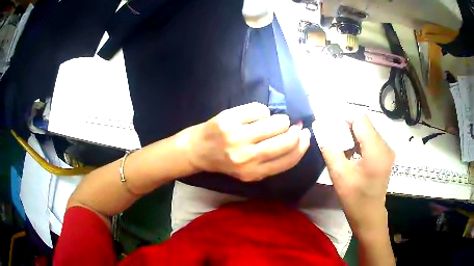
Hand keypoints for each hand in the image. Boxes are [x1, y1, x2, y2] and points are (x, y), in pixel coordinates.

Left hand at [182, 102, 310, 181]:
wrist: (196, 151)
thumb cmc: (224, 161)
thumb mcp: (248, 171)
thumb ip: (271, 161)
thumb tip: (297, 138)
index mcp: (253, 173)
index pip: (288, 160)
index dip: (302, 146)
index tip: (306, 136)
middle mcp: (247, 157)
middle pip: (285, 140)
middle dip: (295, 130)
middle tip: (293, 125)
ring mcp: (237, 137)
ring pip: (275, 122)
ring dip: (280, 119)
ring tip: (273, 120)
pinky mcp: (229, 119)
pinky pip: (259, 110)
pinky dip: (262, 111)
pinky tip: (255, 115)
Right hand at [313, 115, 394, 235]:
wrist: (369, 216)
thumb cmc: (355, 199)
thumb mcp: (339, 174)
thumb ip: (329, 148)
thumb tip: (319, 127)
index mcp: (376, 150)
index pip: (360, 119)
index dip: (344, 117)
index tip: (329, 122)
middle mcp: (385, 146)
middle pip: (365, 124)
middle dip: (347, 125)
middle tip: (331, 134)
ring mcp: (387, 151)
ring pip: (368, 131)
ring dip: (352, 134)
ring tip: (339, 143)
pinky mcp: (385, 155)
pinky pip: (371, 140)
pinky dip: (359, 141)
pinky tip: (350, 151)